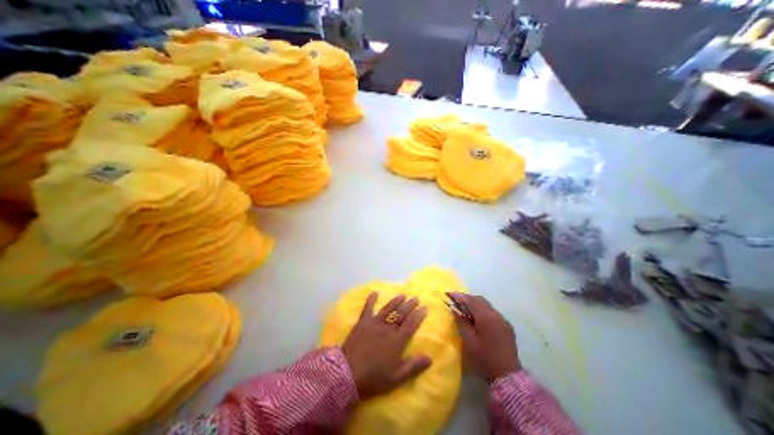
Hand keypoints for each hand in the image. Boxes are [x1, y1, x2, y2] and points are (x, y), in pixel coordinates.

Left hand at [342, 295, 432, 398]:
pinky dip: (371, 300)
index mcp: (397, 341)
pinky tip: (374, 292)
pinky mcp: (363, 322)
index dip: (418, 315)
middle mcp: (388, 328)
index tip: (424, 307)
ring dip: (396, 301)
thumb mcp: (397, 378)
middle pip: (401, 314)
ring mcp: (375, 323)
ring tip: (403, 295)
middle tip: (416, 298)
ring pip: (388, 309)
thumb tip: (430, 358)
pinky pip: (367, 308)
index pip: (411, 324)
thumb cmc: (374, 378)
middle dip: (410, 305)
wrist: (348, 373)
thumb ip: (414, 367)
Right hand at [449, 294, 518, 381]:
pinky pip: (492, 312)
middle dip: (466, 298)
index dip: (459, 296)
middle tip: (455, 301)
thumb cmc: (484, 359)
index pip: (470, 300)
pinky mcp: (506, 326)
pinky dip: (482, 310)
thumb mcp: (469, 341)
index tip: (448, 294)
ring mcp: (503, 320)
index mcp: (486, 317)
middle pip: (479, 299)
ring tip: (464, 309)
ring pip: (486, 305)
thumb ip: (461, 322)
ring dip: (474, 304)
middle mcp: (496, 314)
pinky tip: (476, 318)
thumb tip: (454, 309)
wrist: (508, 377)